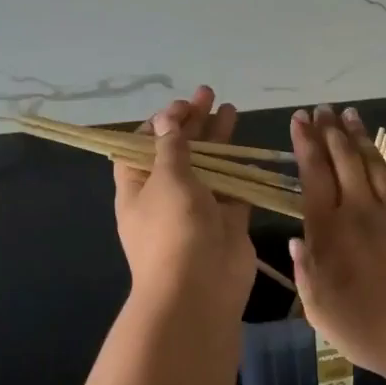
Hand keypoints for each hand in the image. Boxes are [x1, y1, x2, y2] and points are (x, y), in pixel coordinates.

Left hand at [113, 85, 255, 320]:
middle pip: (178, 151)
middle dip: (192, 123)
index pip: (142, 146)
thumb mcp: (166, 180)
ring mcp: (196, 209)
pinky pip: (232, 189)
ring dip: (217, 140)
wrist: (198, 290)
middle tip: (208, 94)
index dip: (159, 124)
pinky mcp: (225, 221)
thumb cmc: (172, 230)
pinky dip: (239, 170)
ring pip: (207, 167)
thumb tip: (165, 119)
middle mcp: (165, 196)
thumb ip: (171, 147)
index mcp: (137, 187)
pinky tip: (248, 147)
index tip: (180, 107)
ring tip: (231, 108)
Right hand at [288, 105, 385, 381]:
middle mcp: (358, 210)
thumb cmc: (363, 327)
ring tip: (351, 114)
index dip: (305, 143)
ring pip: (373, 163)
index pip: (313, 174)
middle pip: (343, 159)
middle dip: (330, 131)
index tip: (299, 119)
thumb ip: (304, 270)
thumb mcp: (317, 307)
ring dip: (360, 136)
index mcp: (328, 229)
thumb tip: (295, 241)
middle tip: (323, 109)